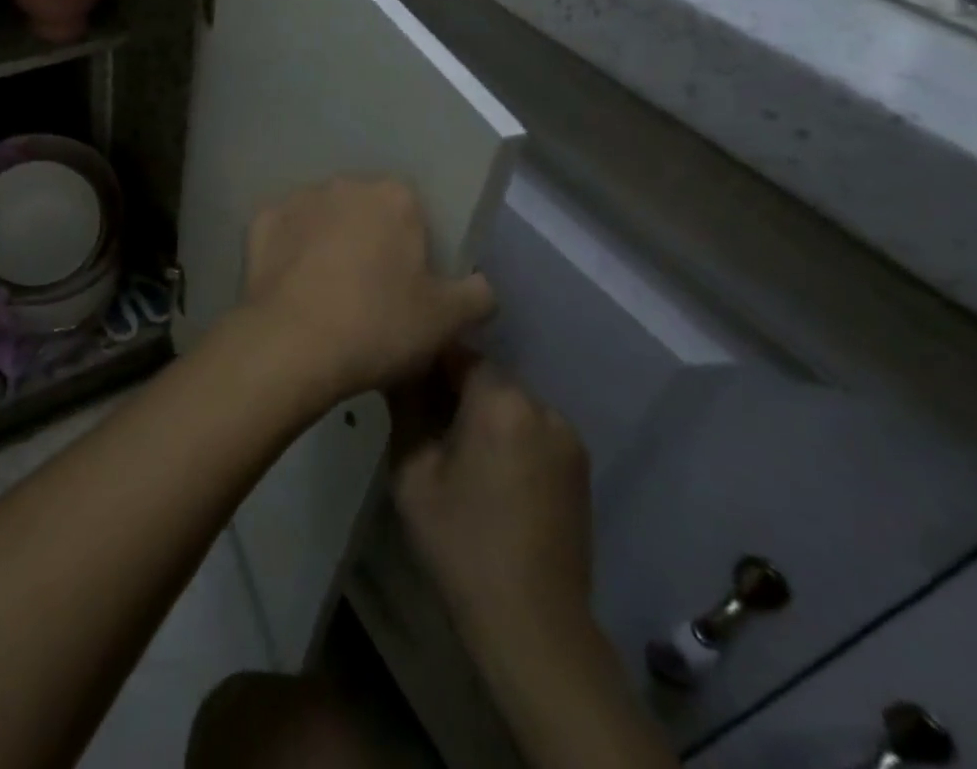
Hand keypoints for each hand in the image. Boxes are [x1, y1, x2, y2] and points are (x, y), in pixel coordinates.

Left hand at [242, 178, 493, 405]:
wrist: (291, 344)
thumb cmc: (379, 326)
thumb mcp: (447, 321)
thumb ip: (478, 295)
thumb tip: (480, 285)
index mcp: (394, 196)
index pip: (414, 211)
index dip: (414, 248)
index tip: (410, 284)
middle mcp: (344, 184)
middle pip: (366, 210)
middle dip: (370, 239)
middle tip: (370, 291)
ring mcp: (297, 199)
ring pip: (323, 218)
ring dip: (328, 242)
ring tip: (327, 293)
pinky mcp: (259, 221)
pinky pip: (285, 234)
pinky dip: (290, 253)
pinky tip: (293, 288)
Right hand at [390, 356, 593, 651]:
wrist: (533, 625)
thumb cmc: (461, 542)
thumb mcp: (412, 471)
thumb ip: (405, 407)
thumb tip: (397, 367)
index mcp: (501, 400)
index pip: (456, 350)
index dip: (426, 359)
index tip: (402, 378)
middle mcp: (541, 406)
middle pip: (486, 375)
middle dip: (453, 386)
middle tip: (422, 415)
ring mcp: (567, 436)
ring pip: (509, 401)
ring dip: (481, 410)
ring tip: (454, 445)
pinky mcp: (579, 466)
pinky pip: (532, 428)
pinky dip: (507, 433)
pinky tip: (487, 469)